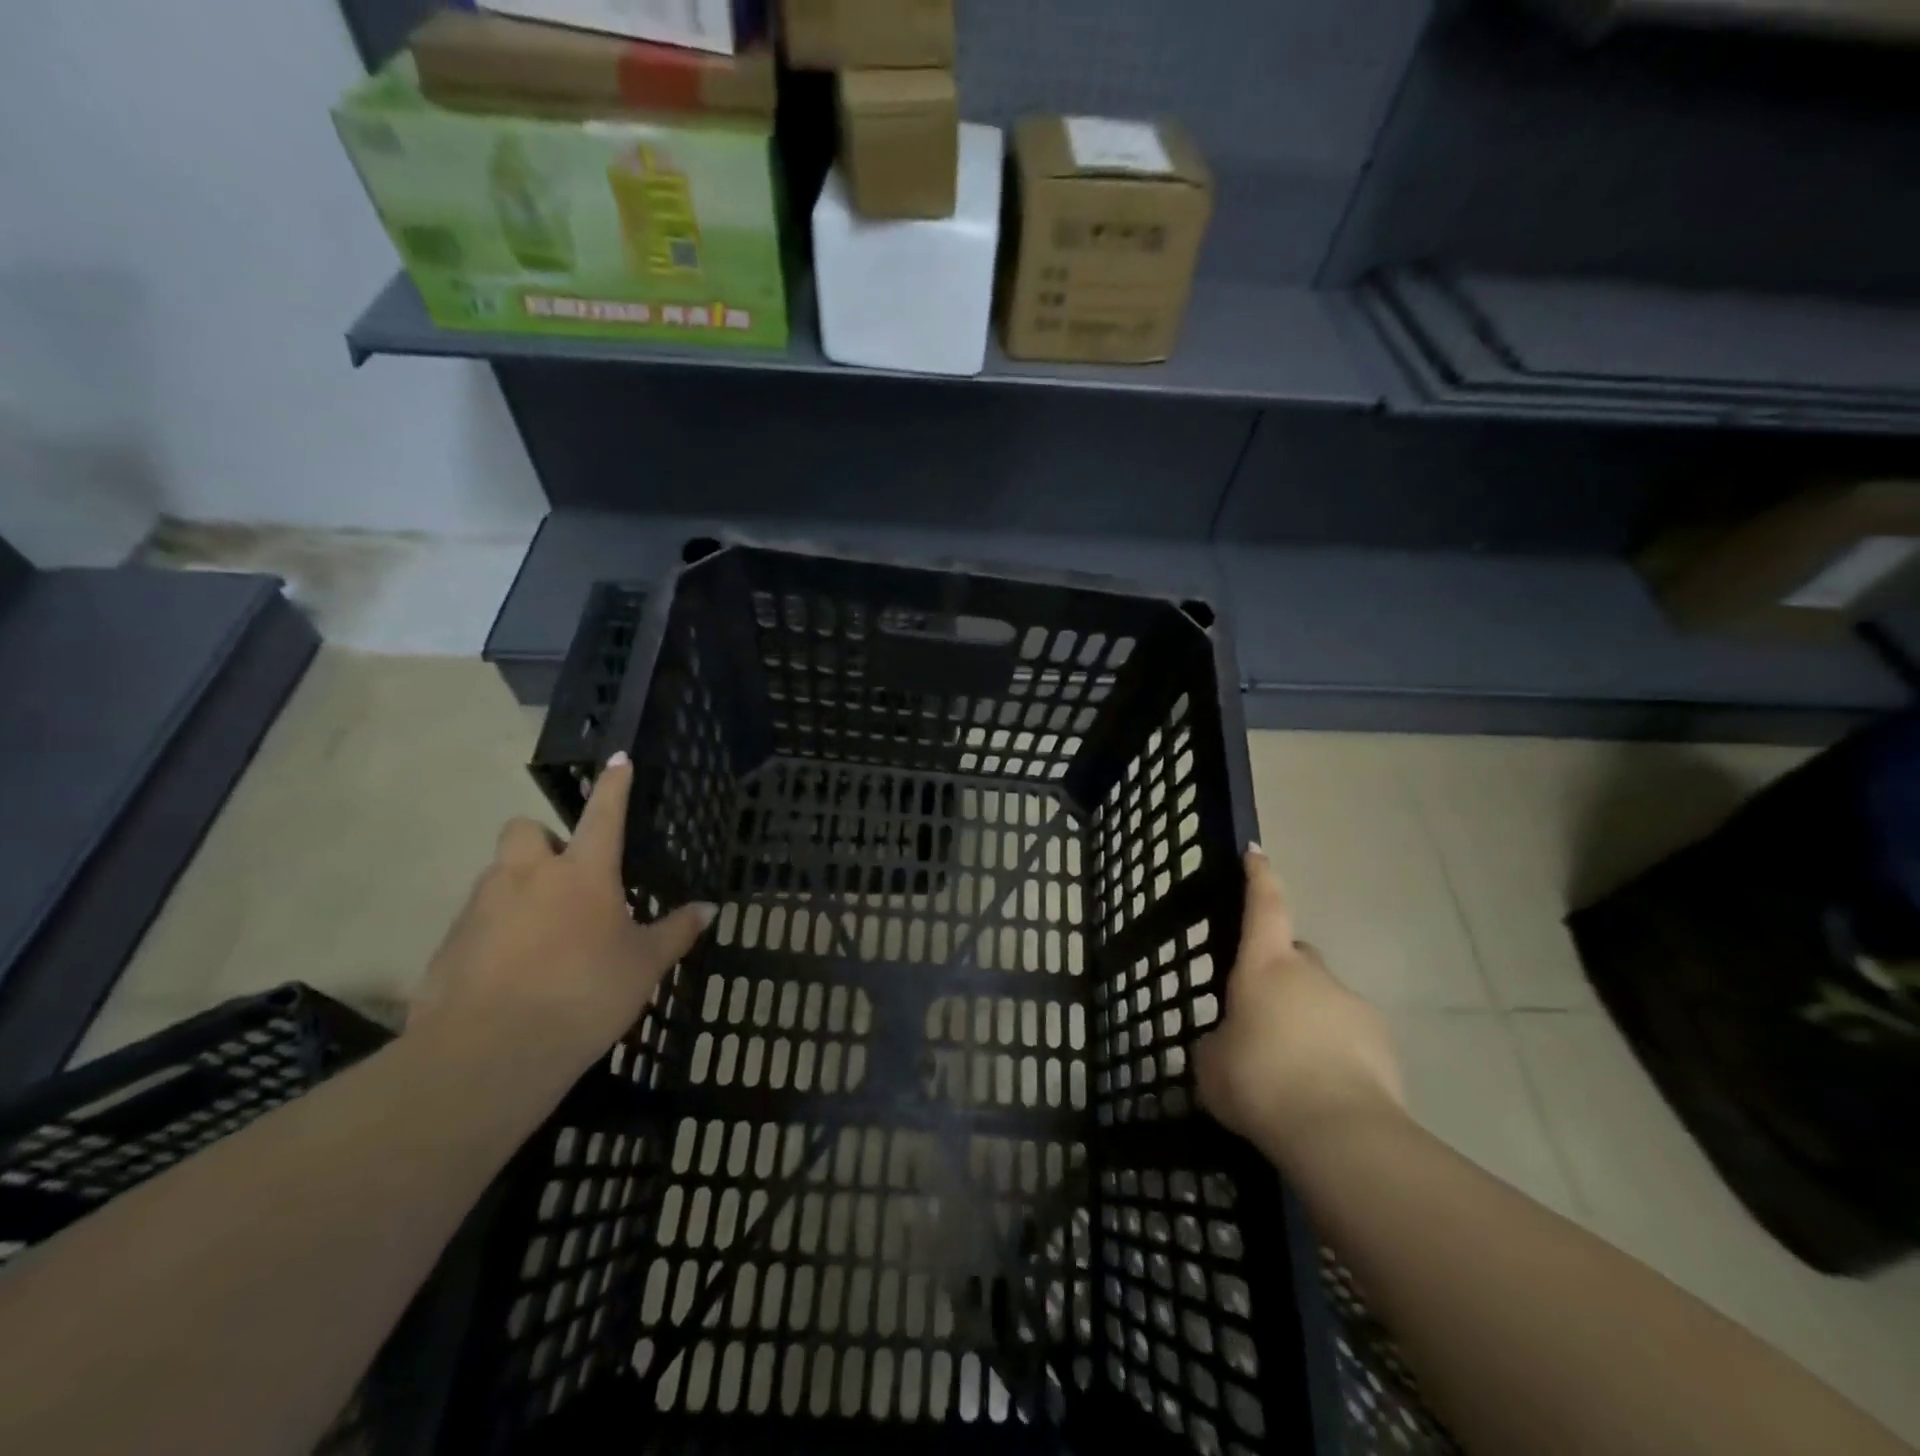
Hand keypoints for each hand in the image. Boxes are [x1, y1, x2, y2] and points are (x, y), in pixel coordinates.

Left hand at [408, 752, 715, 1077]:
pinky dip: (494, 931)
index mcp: (583, 874)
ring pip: (497, 875)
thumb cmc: (585, 995)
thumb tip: (710, 909)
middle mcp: (527, 877)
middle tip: (563, 876)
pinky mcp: (448, 944)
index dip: (614, 785)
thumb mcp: (644, 966)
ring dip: (518, 887)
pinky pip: (475, 920)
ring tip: (542, 932)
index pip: (604, 814)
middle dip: (542, 841)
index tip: (618, 759)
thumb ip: (675, 932)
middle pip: (524, 830)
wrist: (491, 1053)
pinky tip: (511, 970)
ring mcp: (481, 908)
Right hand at [1196, 845, 1404, 1162]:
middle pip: (1295, 957)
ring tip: (1291, 1069)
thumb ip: (1218, 1044)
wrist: (1339, 1133)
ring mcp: (1353, 1006)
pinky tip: (1321, 1090)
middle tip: (1262, 1015)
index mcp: (1266, 966)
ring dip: (1307, 1020)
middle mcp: (1312, 974)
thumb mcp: (1213, 1065)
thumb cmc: (1260, 1082)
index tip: (1257, 852)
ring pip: (1324, 1000)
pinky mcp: (1384, 1044)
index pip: (1264, 905)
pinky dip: (1335, 1052)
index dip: (1259, 877)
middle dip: (1281, 976)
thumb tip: (1228, 1043)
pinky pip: (1350, 1036)